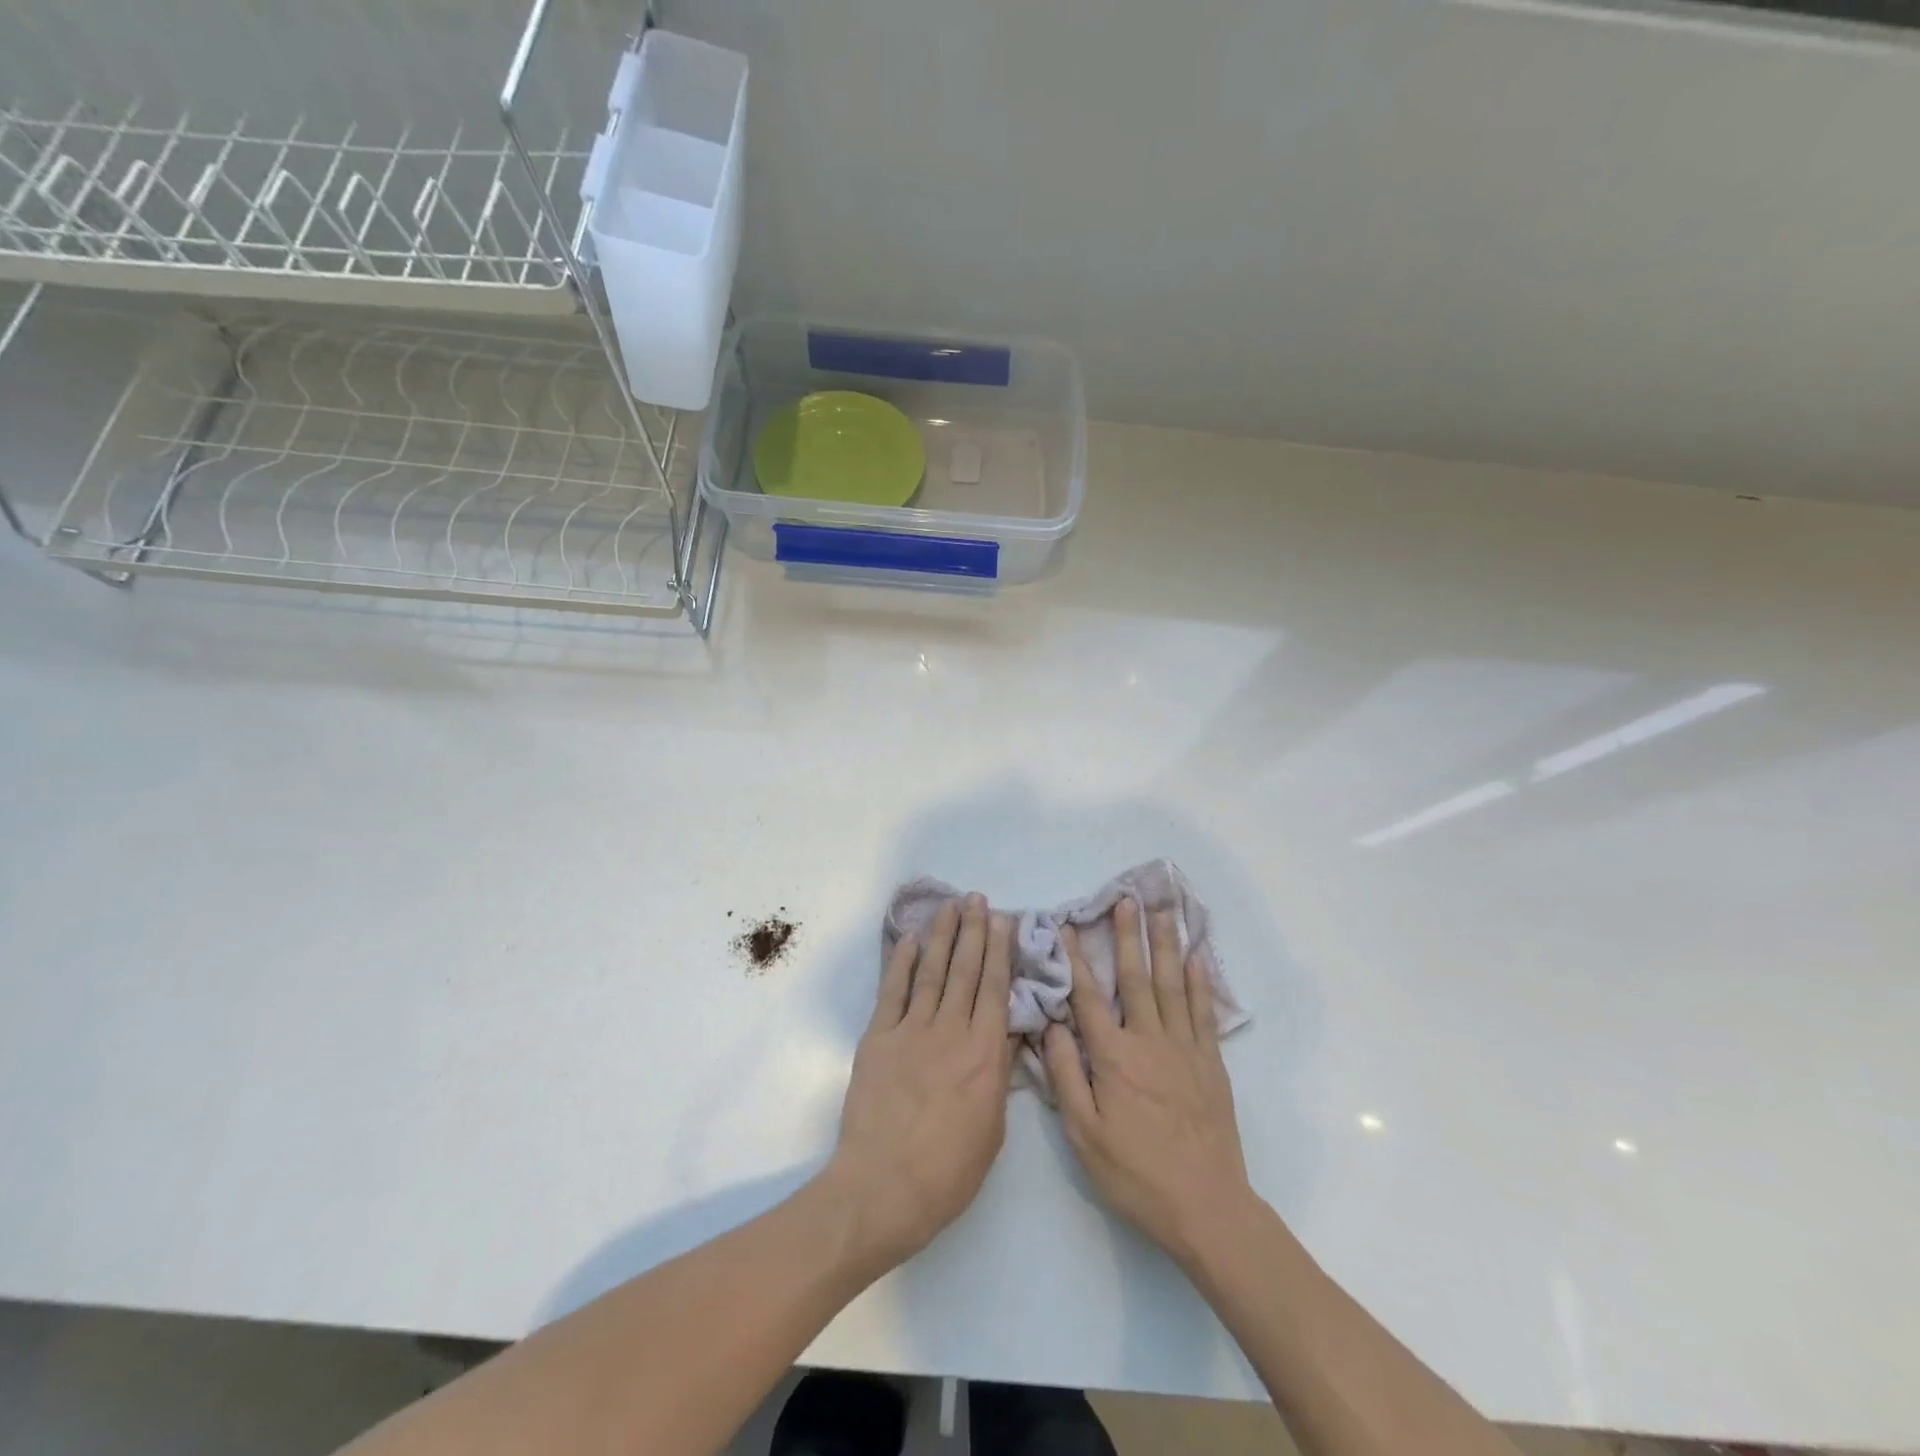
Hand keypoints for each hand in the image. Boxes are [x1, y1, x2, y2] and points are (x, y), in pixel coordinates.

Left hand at [824, 894, 1012, 1271]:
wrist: (883, 1188)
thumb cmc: (948, 1171)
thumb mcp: (993, 1129)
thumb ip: (999, 1074)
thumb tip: (1007, 1034)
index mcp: (984, 1054)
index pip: (995, 989)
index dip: (1000, 951)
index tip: (1002, 921)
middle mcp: (951, 1031)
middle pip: (965, 971)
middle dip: (973, 931)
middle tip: (977, 899)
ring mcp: (911, 1031)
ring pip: (931, 972)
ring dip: (942, 936)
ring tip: (950, 907)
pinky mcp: (878, 1038)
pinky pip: (892, 992)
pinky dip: (901, 963)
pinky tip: (910, 940)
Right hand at [1043, 898, 1252, 1266]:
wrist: (1206, 1206)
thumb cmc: (1136, 1173)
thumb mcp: (1084, 1134)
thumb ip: (1066, 1075)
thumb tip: (1051, 1027)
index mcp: (1113, 1057)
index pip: (1089, 997)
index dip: (1076, 959)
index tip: (1067, 927)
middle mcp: (1149, 1040)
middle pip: (1136, 978)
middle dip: (1129, 936)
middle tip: (1128, 899)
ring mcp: (1184, 1049)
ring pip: (1173, 985)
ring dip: (1166, 945)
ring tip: (1164, 913)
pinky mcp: (1211, 1063)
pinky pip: (1203, 1012)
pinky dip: (1199, 982)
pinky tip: (1197, 958)